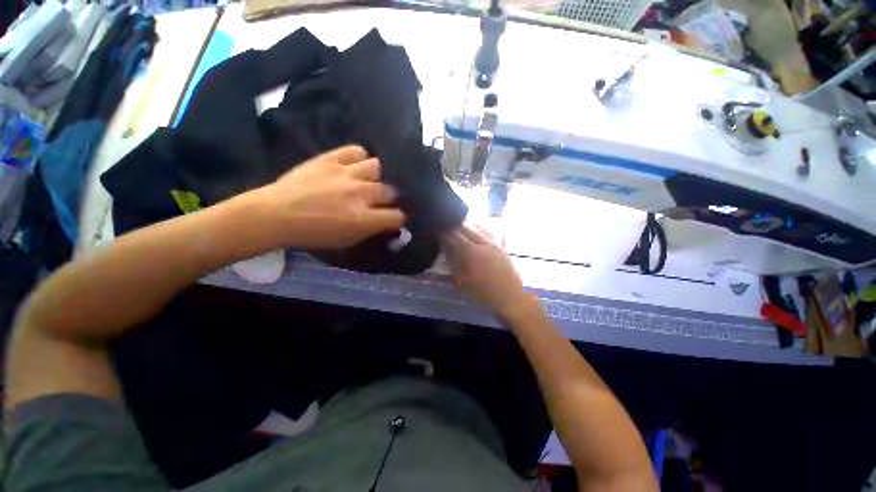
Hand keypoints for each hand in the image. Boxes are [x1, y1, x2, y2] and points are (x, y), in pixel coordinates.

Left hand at [255, 145, 404, 249]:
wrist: (277, 214)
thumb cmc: (313, 233)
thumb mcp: (346, 241)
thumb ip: (370, 230)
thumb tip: (386, 223)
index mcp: (363, 218)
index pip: (397, 216)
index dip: (399, 218)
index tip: (395, 218)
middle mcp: (360, 193)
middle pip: (391, 191)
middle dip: (390, 198)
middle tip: (381, 200)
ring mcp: (346, 173)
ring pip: (378, 166)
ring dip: (377, 176)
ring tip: (369, 180)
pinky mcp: (331, 158)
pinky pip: (356, 150)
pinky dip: (360, 158)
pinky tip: (356, 166)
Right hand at [442, 225, 536, 320]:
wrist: (510, 297)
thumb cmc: (484, 293)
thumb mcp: (463, 281)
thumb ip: (453, 263)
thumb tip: (446, 249)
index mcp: (472, 252)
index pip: (455, 236)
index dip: (444, 234)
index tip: (438, 234)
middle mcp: (484, 242)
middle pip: (465, 226)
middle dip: (454, 227)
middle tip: (446, 231)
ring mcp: (494, 241)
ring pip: (477, 225)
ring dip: (466, 225)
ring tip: (458, 229)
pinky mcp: (501, 244)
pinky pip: (488, 229)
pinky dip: (478, 227)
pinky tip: (474, 230)